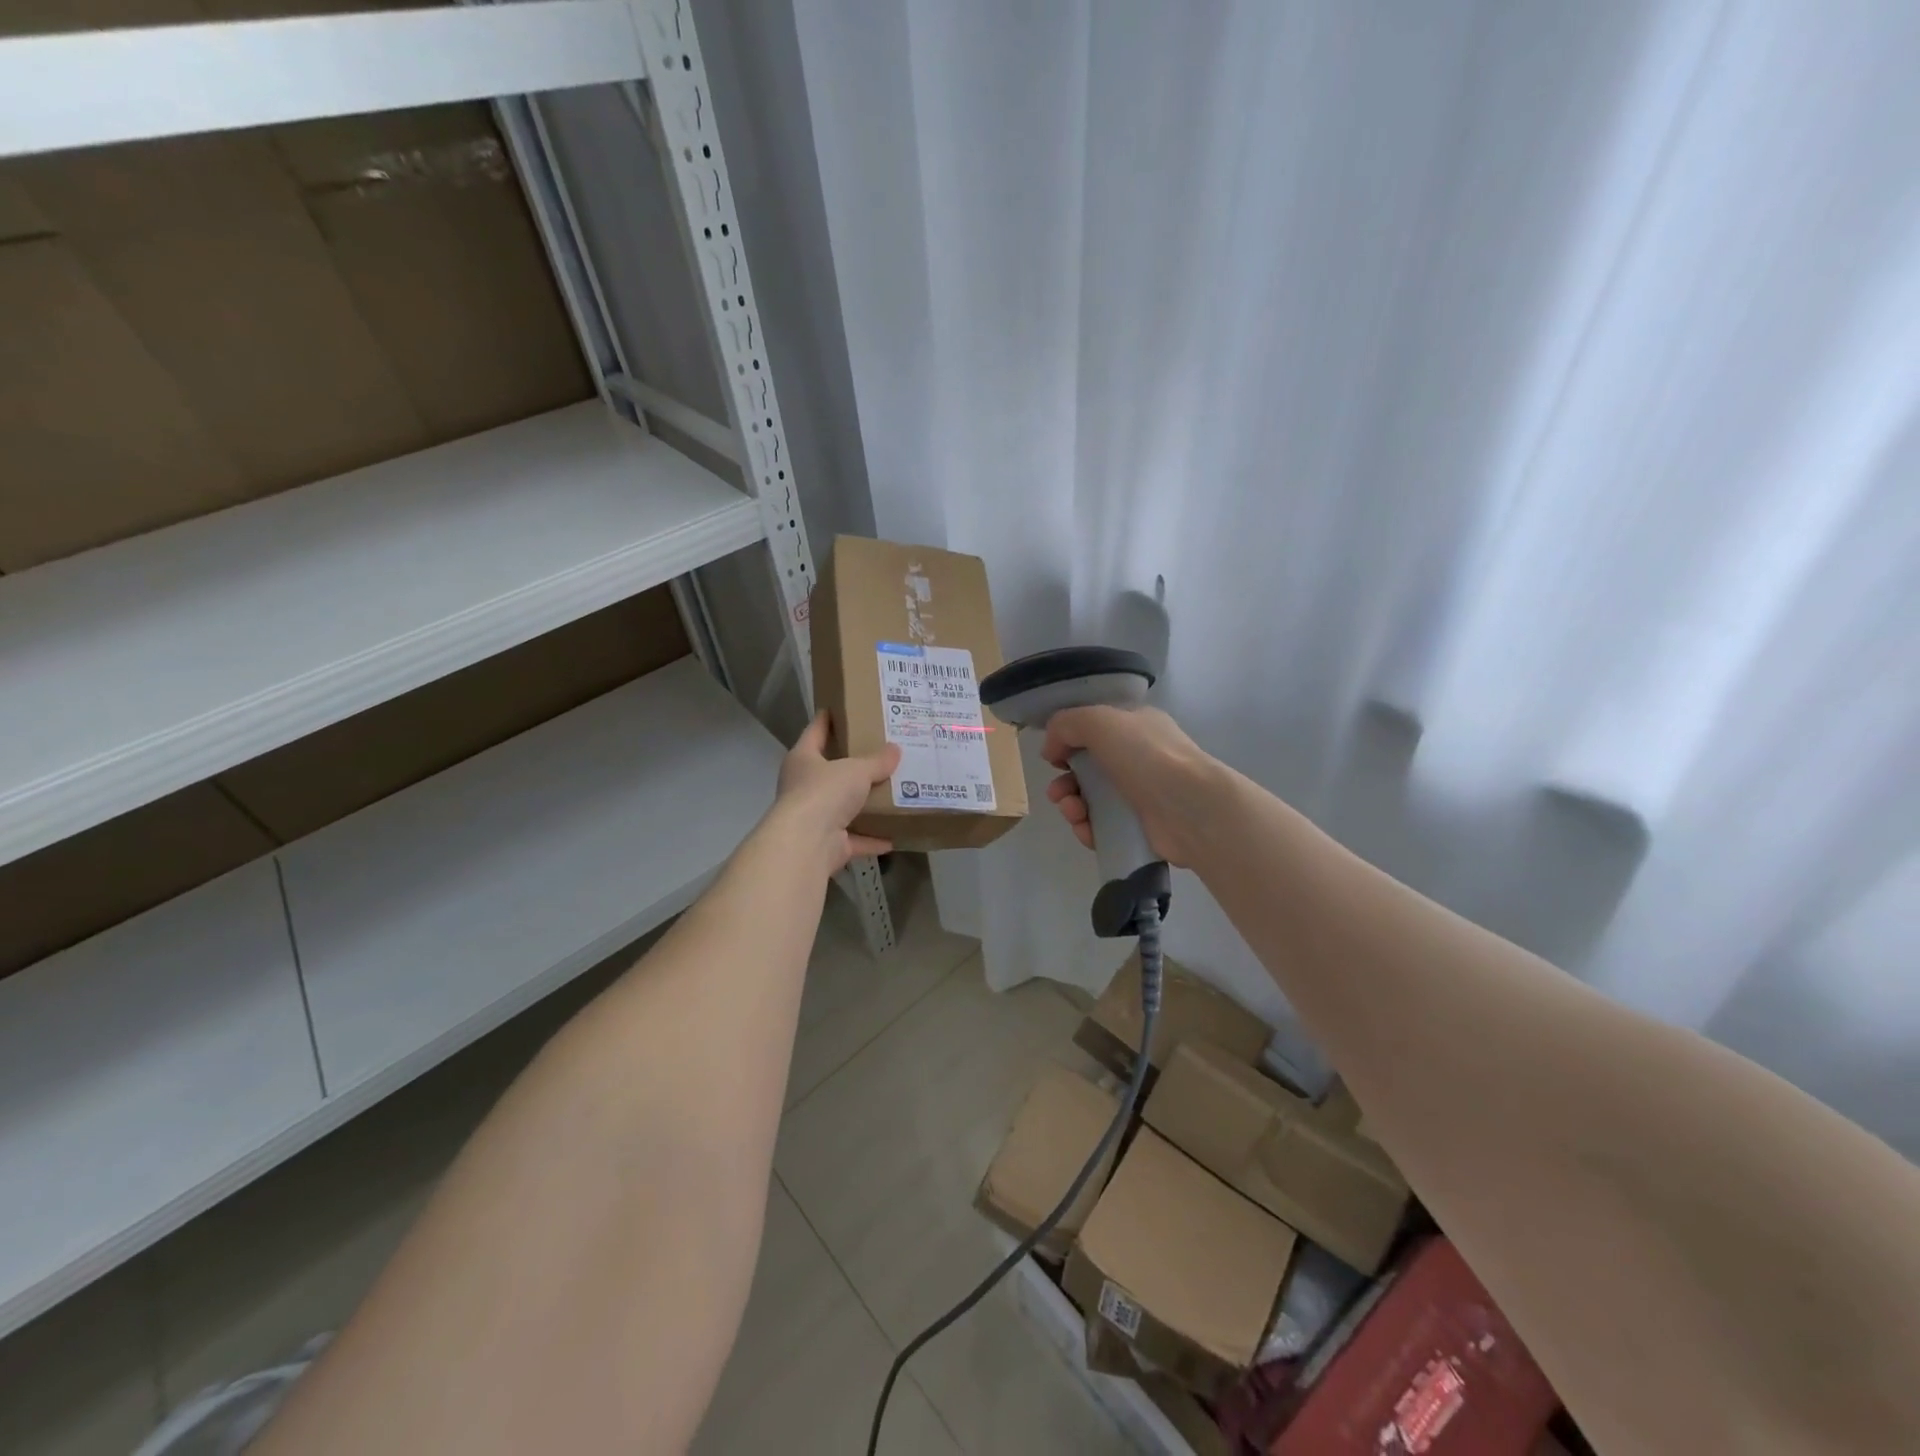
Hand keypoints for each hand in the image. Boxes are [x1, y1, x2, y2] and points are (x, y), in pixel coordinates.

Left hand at [766, 712, 900, 875]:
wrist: (807, 844)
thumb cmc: (824, 792)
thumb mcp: (856, 770)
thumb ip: (876, 761)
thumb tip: (895, 750)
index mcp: (803, 759)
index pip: (815, 730)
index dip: (827, 718)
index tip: (841, 706)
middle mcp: (804, 786)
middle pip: (830, 770)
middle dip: (853, 765)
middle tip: (880, 751)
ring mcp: (814, 817)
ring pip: (843, 807)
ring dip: (863, 805)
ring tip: (891, 793)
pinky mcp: (828, 844)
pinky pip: (855, 838)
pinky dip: (872, 838)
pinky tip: (894, 835)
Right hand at [1041, 705, 1221, 867]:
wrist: (1192, 808)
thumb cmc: (1147, 756)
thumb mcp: (1099, 721)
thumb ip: (1066, 724)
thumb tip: (1051, 749)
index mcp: (1135, 726)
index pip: (1094, 729)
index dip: (1068, 741)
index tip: (1053, 757)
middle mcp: (1139, 757)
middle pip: (1088, 768)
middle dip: (1065, 780)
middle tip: (1058, 792)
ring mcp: (1141, 794)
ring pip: (1092, 800)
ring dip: (1072, 805)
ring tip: (1073, 812)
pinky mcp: (1140, 827)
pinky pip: (1103, 827)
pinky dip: (1088, 828)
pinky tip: (1086, 829)